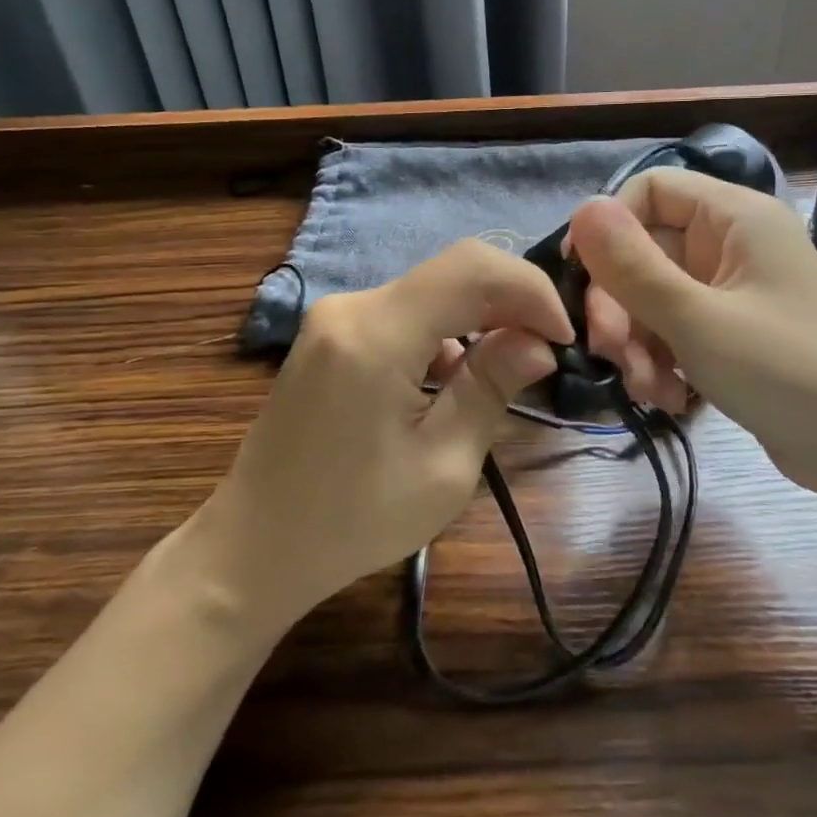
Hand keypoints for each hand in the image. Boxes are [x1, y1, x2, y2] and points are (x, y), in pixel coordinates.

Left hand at [197, 239, 572, 630]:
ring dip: (481, 318)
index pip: (473, 269)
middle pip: (454, 272)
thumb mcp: (443, 467)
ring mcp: (337, 316)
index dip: (530, 290)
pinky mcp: (332, 333)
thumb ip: (491, 389)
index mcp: (376, 334)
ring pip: (434, 290)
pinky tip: (456, 378)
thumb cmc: (351, 522)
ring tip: (509, 370)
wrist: (254, 548)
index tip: (563, 338)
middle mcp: (352, 306)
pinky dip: (447, 331)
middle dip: (512, 301)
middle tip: (547, 352)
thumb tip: (538, 342)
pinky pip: (407, 311)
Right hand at [568, 168, 816, 502]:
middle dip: (621, 305)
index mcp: (736, 217)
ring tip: (650, 390)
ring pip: (656, 297)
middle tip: (609, 354)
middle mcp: (734, 243)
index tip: (579, 278)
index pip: (650, 190)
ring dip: (639, 343)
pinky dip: (664, 361)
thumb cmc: (789, 373)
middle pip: (647, 251)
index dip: (608, 227)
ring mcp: (735, 290)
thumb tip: (582, 208)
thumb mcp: (699, 321)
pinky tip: (671, 400)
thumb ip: (633, 266)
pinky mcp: (734, 333)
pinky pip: (678, 330)